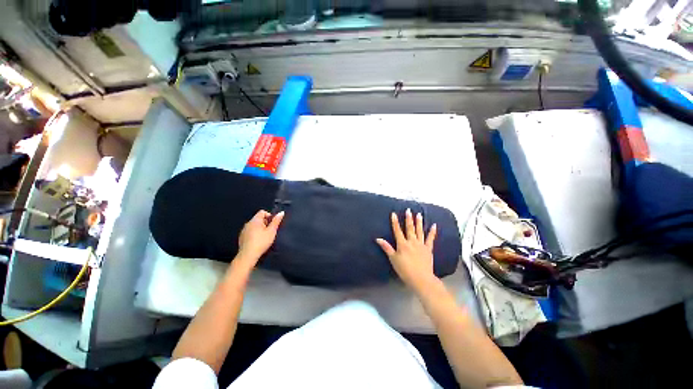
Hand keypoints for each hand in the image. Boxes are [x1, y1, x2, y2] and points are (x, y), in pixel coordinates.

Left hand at [237, 210, 284, 265]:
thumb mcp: (272, 231)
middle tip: (270, 231)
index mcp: (255, 220)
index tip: (273, 224)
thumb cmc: (261, 242)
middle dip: (265, 223)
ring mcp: (244, 230)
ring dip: (260, 228)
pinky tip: (258, 241)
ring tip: (265, 237)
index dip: (269, 216)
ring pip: (254, 225)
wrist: (248, 255)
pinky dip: (255, 234)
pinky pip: (250, 231)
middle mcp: (248, 223)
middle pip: (258, 218)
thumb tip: (281, 212)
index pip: (262, 212)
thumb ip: (276, 221)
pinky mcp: (242, 237)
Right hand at [376, 208, 437, 291]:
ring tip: (419, 214)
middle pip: (409, 228)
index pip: (397, 230)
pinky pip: (430, 239)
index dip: (395, 222)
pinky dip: (432, 232)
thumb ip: (386, 247)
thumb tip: (378, 238)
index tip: (394, 213)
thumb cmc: (405, 270)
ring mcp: (421, 245)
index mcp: (402, 244)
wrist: (421, 279)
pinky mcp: (428, 249)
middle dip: (408, 219)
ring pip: (419, 231)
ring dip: (419, 222)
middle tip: (408, 210)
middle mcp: (412, 242)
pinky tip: (434, 225)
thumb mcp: (393, 259)